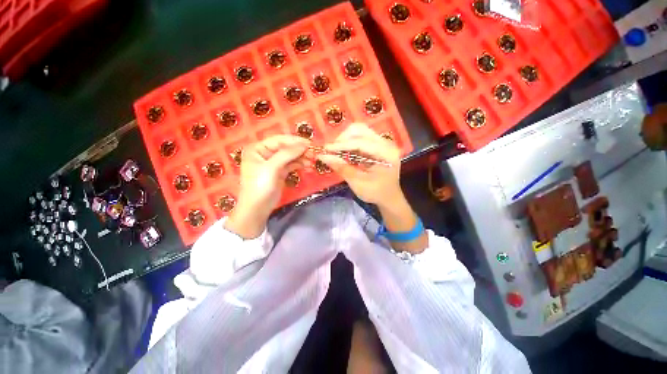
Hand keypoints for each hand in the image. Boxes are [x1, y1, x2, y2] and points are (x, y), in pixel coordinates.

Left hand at [225, 135, 310, 238]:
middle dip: (299, 150)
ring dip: (302, 157)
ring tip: (313, 160)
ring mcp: (273, 162)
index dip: (294, 141)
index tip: (310, 143)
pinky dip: (300, 164)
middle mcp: (265, 153)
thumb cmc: (260, 186)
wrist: (257, 208)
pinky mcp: (280, 171)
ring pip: (290, 156)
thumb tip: (304, 144)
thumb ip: (287, 154)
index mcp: (258, 148)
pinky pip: (292, 164)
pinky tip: (308, 166)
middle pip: (286, 147)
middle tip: (313, 153)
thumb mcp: (272, 168)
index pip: (279, 140)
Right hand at [316, 123, 401, 208]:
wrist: (389, 197)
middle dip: (343, 138)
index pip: (361, 142)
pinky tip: (343, 151)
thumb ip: (342, 168)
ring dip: (345, 139)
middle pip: (361, 130)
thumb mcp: (357, 183)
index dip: (341, 145)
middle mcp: (386, 144)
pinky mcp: (377, 145)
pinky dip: (349, 142)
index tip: (326, 149)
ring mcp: (382, 143)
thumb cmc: (375, 193)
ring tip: (336, 150)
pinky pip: (361, 137)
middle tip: (331, 150)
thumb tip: (322, 156)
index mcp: (385, 154)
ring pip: (360, 131)